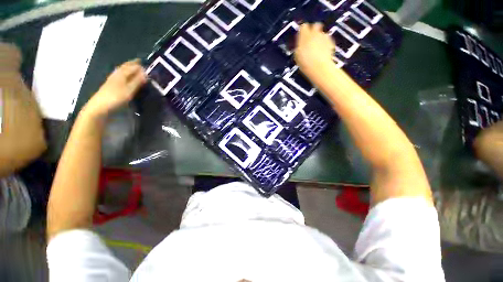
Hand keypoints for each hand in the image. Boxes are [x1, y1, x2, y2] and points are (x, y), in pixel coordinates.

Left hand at [84, 59, 146, 116]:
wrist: (99, 107)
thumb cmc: (115, 98)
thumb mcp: (129, 90)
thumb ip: (137, 81)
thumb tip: (146, 73)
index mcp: (121, 74)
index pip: (132, 67)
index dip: (139, 65)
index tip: (147, 64)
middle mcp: (116, 75)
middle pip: (125, 67)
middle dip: (133, 64)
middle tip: (140, 63)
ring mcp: (112, 80)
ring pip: (122, 71)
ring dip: (128, 69)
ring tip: (135, 68)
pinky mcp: (111, 86)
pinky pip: (120, 76)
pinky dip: (125, 75)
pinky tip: (126, 77)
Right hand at [294, 23, 335, 80]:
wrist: (318, 67)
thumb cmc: (304, 62)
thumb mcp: (297, 55)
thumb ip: (299, 46)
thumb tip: (300, 44)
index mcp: (304, 35)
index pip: (303, 26)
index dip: (303, 31)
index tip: (301, 37)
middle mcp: (315, 33)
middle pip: (315, 25)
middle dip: (314, 30)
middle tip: (311, 40)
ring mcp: (324, 37)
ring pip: (322, 33)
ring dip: (320, 38)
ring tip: (317, 48)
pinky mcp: (331, 42)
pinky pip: (328, 41)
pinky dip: (326, 44)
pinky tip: (323, 52)